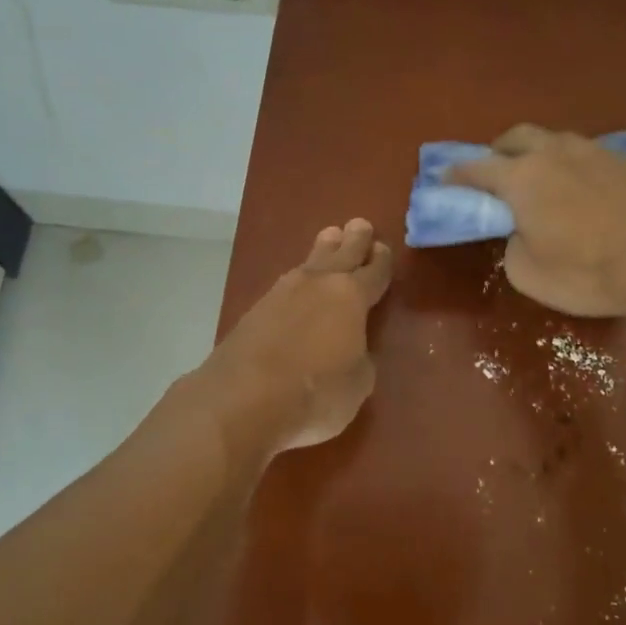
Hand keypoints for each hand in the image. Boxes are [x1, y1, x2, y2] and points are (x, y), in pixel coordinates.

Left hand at [201, 218, 392, 454]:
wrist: (242, 399)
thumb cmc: (315, 393)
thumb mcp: (358, 383)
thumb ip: (360, 358)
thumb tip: (352, 349)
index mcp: (351, 296)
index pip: (373, 272)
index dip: (381, 262)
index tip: (383, 249)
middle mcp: (317, 284)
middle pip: (341, 253)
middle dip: (353, 239)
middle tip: (360, 225)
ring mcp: (282, 293)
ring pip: (309, 262)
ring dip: (323, 251)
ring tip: (330, 238)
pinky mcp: (255, 310)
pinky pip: (287, 285)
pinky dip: (299, 280)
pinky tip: (298, 284)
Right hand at [448, 125, 625, 318]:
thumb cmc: (587, 272)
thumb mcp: (528, 273)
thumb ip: (511, 245)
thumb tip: (521, 231)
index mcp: (522, 177)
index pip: (477, 168)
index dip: (457, 175)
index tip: (444, 181)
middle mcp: (553, 153)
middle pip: (515, 138)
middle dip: (497, 152)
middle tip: (493, 174)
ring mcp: (591, 152)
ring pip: (552, 140)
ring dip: (534, 153)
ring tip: (535, 179)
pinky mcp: (622, 162)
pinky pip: (581, 153)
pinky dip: (565, 164)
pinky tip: (573, 187)